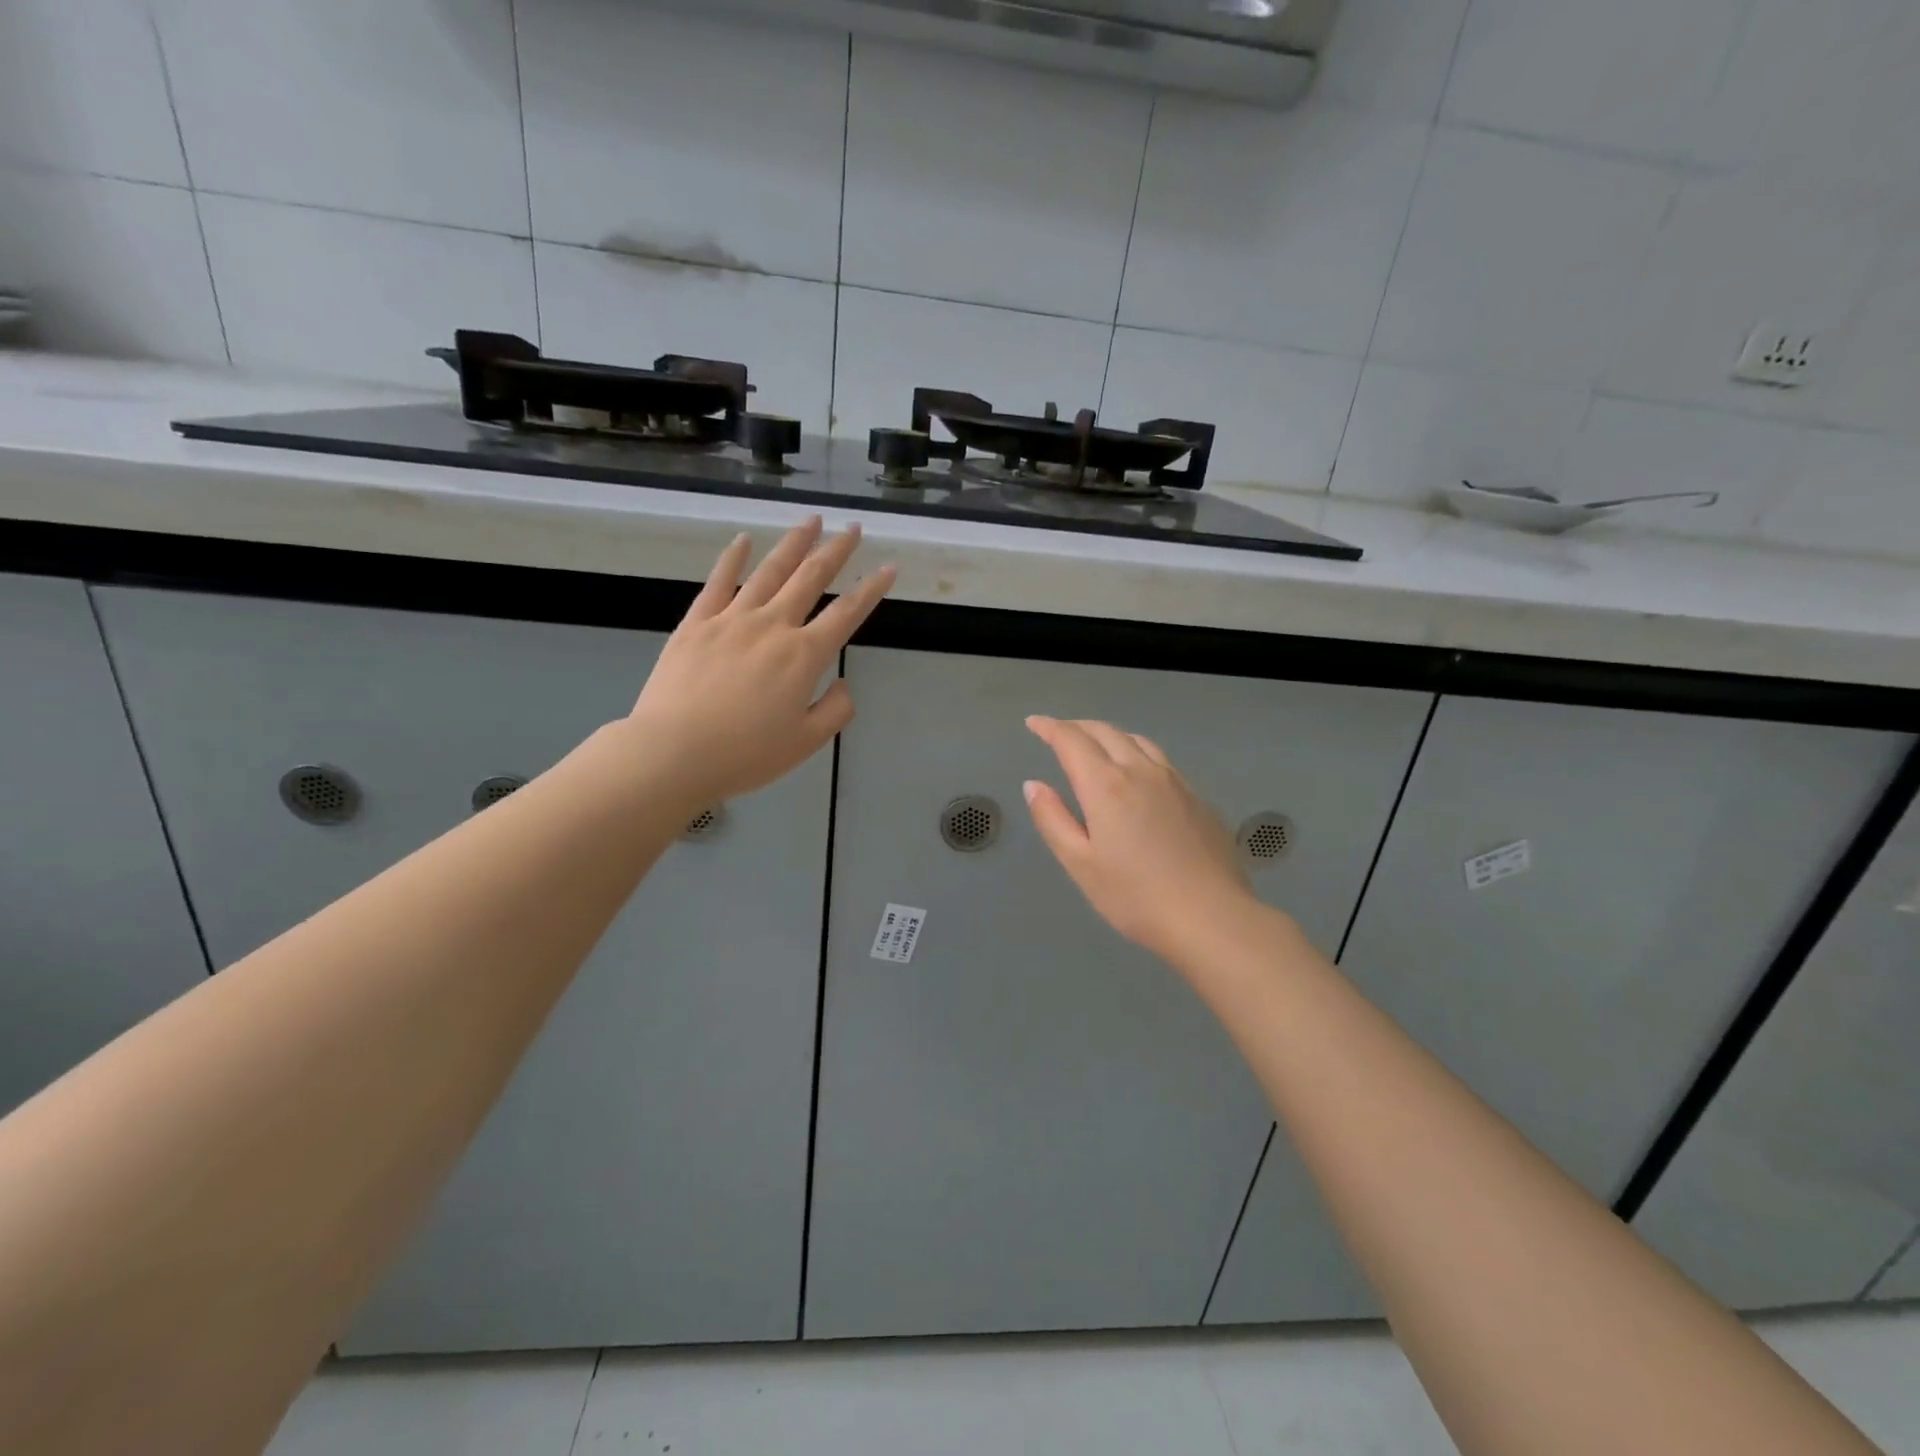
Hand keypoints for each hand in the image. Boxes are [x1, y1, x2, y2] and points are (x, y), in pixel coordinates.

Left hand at [628, 518, 893, 809]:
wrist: (673, 752)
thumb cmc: (745, 754)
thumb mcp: (806, 743)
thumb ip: (836, 710)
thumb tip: (843, 684)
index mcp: (804, 656)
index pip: (847, 614)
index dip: (871, 589)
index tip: (888, 567)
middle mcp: (773, 626)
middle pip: (810, 579)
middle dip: (836, 551)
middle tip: (852, 528)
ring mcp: (731, 619)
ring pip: (769, 571)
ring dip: (794, 543)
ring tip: (811, 520)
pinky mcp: (696, 623)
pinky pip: (719, 582)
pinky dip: (733, 558)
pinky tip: (744, 540)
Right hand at [1023, 716, 1263, 967]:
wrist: (1212, 918)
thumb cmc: (1135, 897)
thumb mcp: (1080, 864)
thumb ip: (1053, 819)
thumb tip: (1034, 785)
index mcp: (1106, 785)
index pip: (1071, 740)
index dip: (1049, 727)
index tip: (1034, 723)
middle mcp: (1141, 771)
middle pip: (1106, 732)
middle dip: (1077, 727)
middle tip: (1058, 732)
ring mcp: (1175, 781)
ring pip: (1138, 741)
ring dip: (1110, 735)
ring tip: (1096, 746)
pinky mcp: (1198, 797)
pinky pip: (1161, 760)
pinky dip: (1137, 752)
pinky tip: (1138, 774)